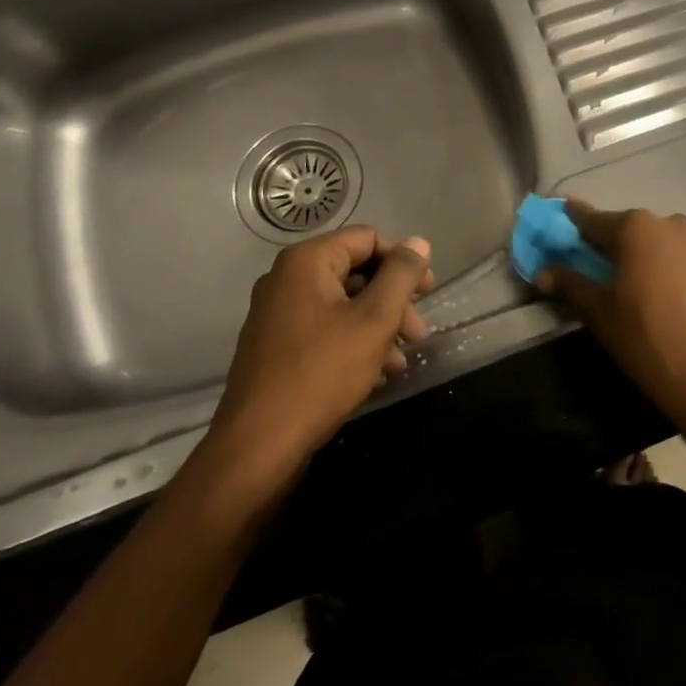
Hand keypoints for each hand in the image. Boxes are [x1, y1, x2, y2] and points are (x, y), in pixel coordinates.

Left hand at [207, 227, 432, 472]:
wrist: (258, 446)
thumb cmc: (321, 373)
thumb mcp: (374, 320)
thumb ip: (401, 275)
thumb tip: (419, 243)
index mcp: (306, 262)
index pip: (367, 239)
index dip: (402, 262)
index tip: (427, 293)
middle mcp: (286, 279)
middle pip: (356, 272)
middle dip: (393, 300)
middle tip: (418, 333)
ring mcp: (277, 314)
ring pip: (342, 304)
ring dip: (378, 326)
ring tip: (401, 361)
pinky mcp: (275, 347)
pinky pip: (324, 329)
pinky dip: (353, 342)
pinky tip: (376, 374)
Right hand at [538, 201, 685, 425]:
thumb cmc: (652, 343)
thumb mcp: (601, 316)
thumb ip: (572, 286)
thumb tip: (545, 270)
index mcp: (636, 229)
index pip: (594, 221)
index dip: (575, 222)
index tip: (564, 216)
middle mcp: (674, 225)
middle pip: (635, 232)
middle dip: (619, 248)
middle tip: (607, 274)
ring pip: (670, 248)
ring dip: (655, 263)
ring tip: (649, 298)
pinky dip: (685, 280)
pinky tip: (685, 312)